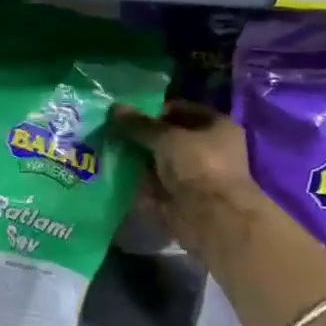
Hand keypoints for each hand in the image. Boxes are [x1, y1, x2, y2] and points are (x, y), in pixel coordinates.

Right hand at [112, 101, 268, 260]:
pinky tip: (115, 172)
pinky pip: (155, 183)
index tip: (126, 113)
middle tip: (113, 130)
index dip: (154, 109)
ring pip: (160, 160)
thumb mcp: (166, 137)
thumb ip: (139, 124)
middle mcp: (208, 148)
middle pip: (169, 136)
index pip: (180, 109)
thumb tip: (115, 108)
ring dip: (138, 157)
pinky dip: (139, 180)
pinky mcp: (181, 196)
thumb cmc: (198, 165)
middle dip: (143, 135)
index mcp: (216, 125)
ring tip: (109, 149)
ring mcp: (194, 174)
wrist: (212, 217)